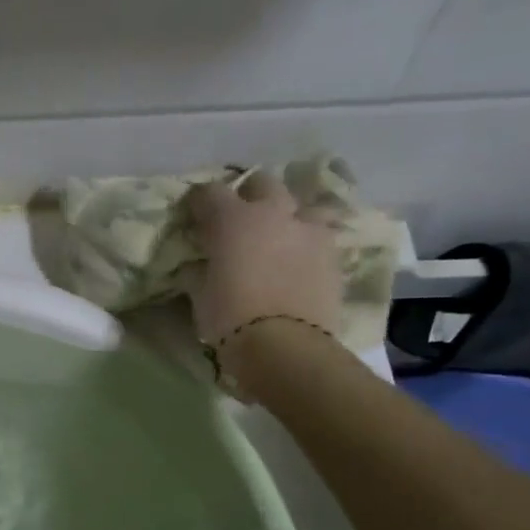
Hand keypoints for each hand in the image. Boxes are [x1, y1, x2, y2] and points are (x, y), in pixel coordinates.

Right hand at [184, 171, 342, 347]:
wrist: (284, 346)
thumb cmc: (230, 318)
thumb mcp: (201, 294)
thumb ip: (200, 270)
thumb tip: (199, 264)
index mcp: (233, 220)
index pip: (209, 192)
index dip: (199, 202)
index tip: (194, 216)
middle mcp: (274, 214)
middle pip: (262, 183)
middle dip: (249, 195)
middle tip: (239, 220)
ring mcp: (310, 231)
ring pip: (301, 206)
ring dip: (288, 217)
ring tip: (279, 239)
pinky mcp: (334, 255)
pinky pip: (320, 237)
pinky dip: (306, 245)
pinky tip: (299, 264)